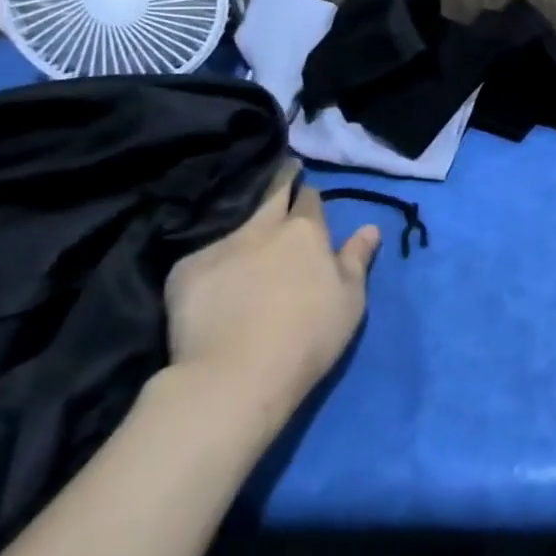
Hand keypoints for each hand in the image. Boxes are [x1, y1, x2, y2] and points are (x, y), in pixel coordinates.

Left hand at [163, 160, 379, 437]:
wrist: (236, 376)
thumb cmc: (309, 337)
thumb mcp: (350, 300)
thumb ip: (356, 259)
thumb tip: (370, 228)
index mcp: (305, 232)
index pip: (308, 199)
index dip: (308, 197)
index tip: (306, 195)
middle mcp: (262, 229)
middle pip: (270, 197)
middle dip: (278, 185)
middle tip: (282, 179)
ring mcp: (220, 247)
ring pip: (237, 229)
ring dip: (246, 234)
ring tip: (247, 248)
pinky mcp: (185, 272)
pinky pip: (204, 261)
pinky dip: (214, 269)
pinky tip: (215, 289)